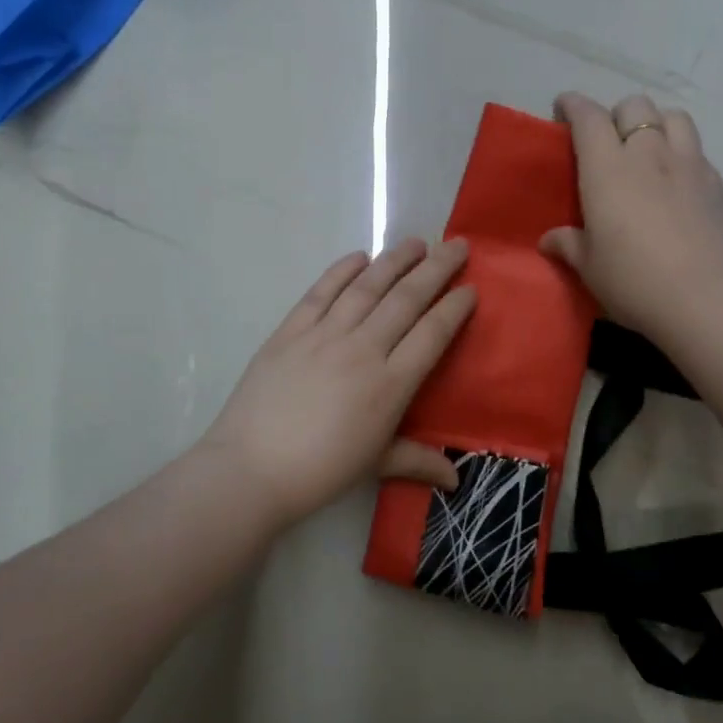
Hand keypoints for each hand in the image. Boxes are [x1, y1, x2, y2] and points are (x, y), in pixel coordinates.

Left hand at [199, 238, 475, 528]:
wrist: (251, 469)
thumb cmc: (320, 471)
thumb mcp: (376, 465)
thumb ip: (418, 461)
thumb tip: (455, 480)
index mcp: (391, 384)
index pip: (432, 333)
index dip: (455, 307)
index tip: (470, 288)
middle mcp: (363, 349)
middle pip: (407, 299)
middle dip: (436, 268)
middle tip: (456, 245)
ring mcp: (324, 335)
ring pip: (368, 287)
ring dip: (395, 260)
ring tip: (416, 242)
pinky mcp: (290, 331)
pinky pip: (321, 292)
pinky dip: (341, 271)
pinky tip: (359, 256)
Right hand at [540, 92, 722, 343]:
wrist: (706, 302)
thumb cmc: (634, 282)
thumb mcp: (590, 268)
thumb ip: (569, 245)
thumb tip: (550, 239)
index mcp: (608, 169)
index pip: (589, 117)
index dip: (573, 105)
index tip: (564, 108)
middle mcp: (649, 154)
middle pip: (635, 105)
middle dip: (616, 113)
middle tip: (608, 140)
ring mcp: (690, 165)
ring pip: (674, 116)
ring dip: (656, 123)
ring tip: (649, 149)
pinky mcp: (718, 184)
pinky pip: (697, 150)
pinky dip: (682, 153)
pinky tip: (677, 182)